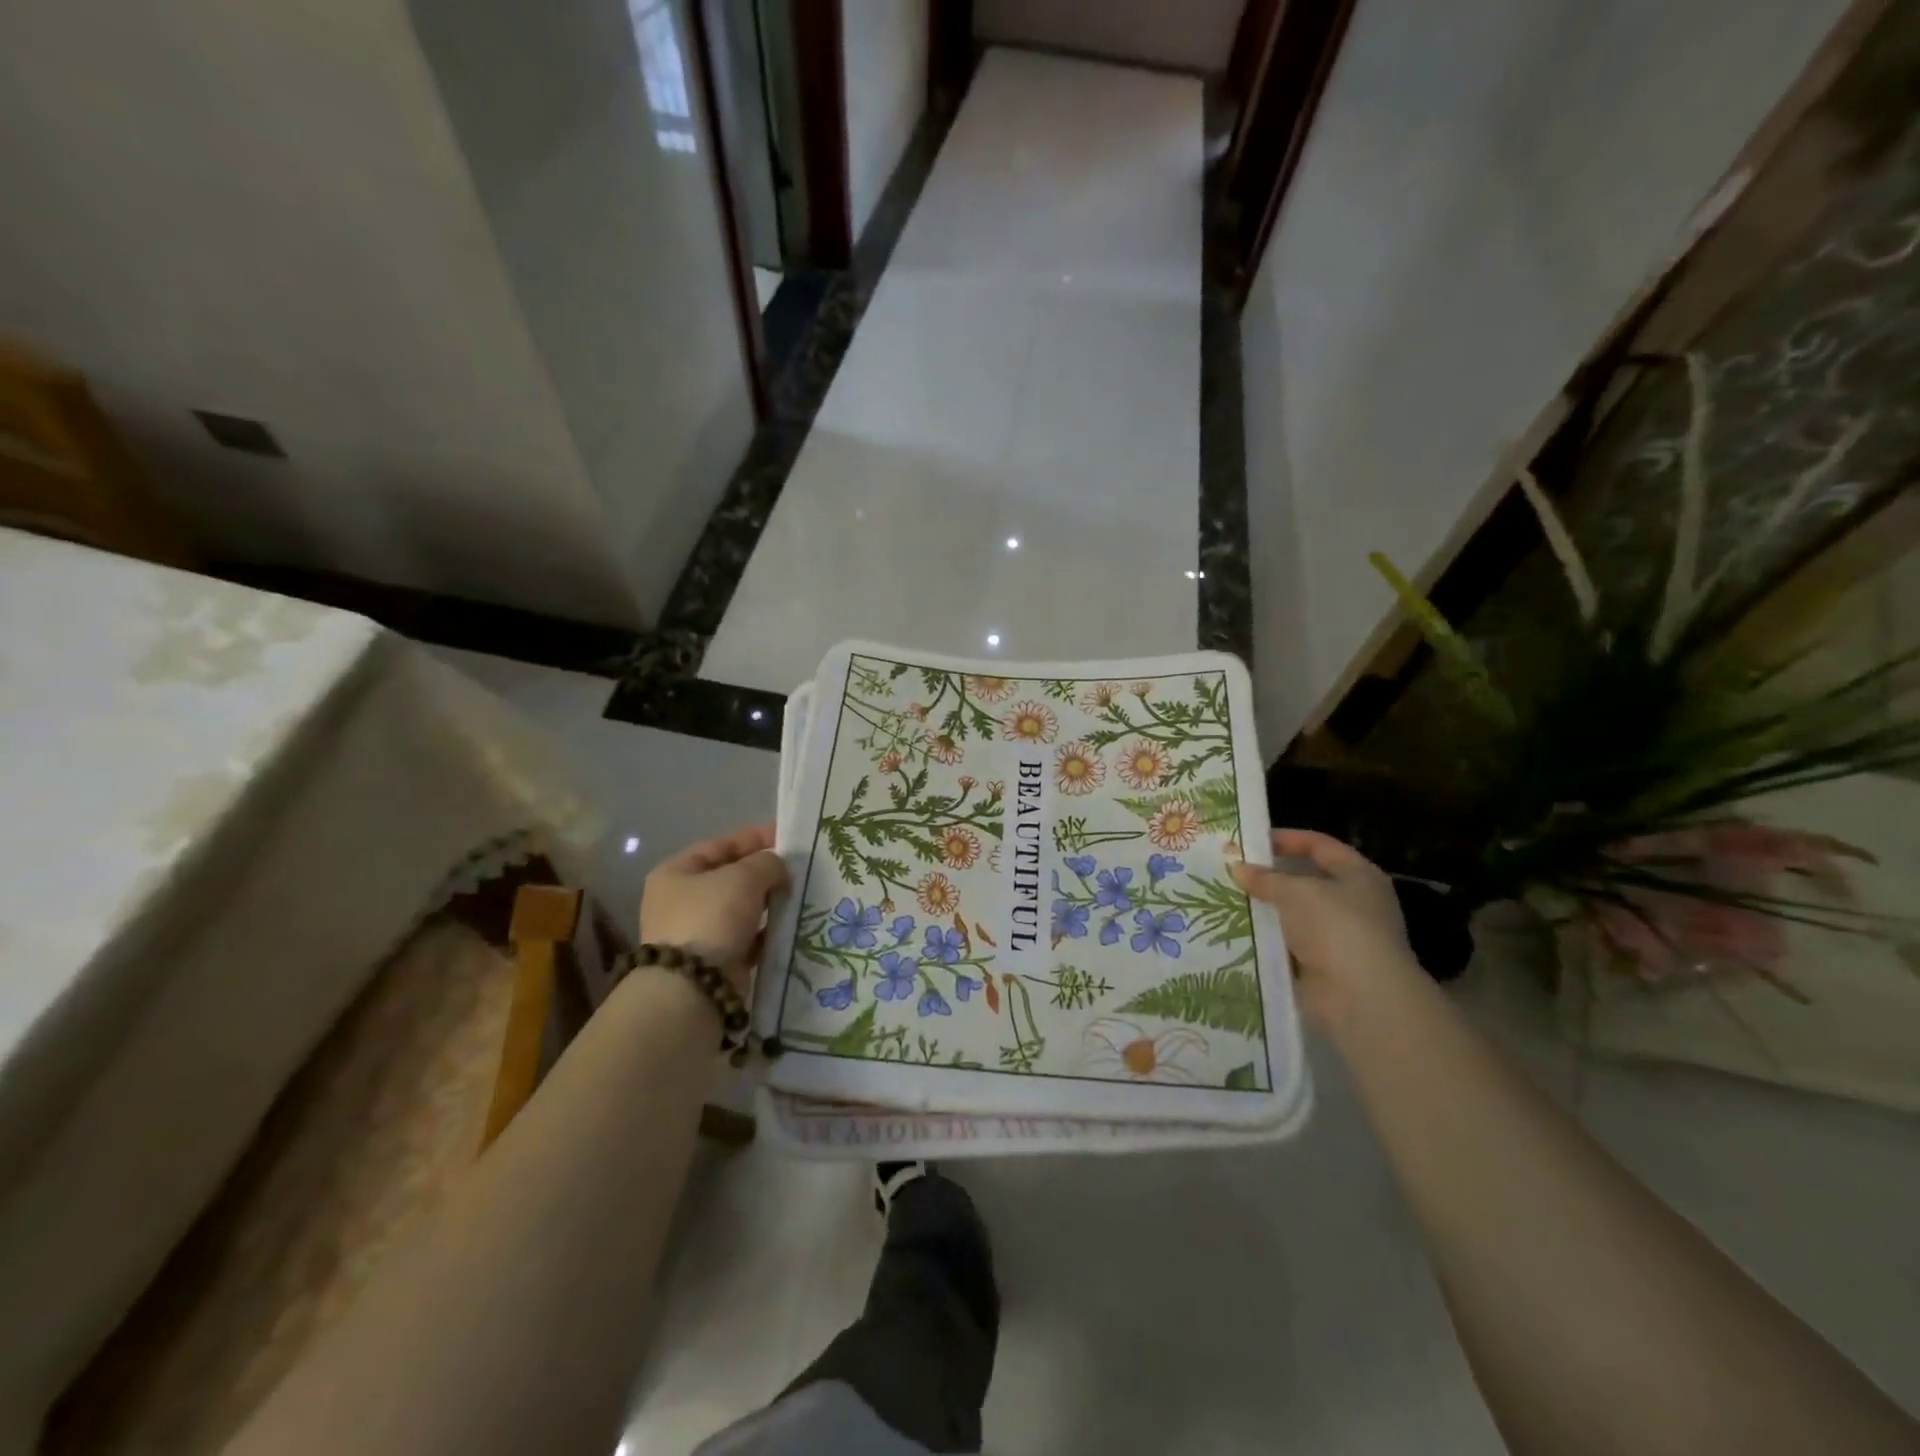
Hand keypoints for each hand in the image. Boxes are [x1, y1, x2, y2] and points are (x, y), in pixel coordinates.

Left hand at [639, 824, 788, 995]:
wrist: (694, 987)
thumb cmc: (712, 918)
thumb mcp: (743, 877)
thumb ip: (767, 863)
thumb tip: (778, 868)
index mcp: (677, 872)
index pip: (721, 845)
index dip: (755, 838)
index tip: (788, 837)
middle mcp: (683, 900)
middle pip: (732, 877)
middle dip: (766, 873)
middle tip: (801, 869)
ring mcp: (699, 933)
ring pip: (743, 909)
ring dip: (770, 903)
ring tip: (803, 896)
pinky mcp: (717, 960)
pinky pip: (749, 938)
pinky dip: (769, 932)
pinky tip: (794, 926)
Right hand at [1231, 829, 1418, 1027]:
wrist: (1361, 997)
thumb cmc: (1337, 928)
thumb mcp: (1297, 892)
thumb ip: (1266, 878)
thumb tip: (1238, 868)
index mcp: (1358, 876)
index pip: (1319, 845)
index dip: (1286, 839)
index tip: (1249, 840)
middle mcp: (1353, 903)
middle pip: (1305, 880)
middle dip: (1269, 877)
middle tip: (1231, 871)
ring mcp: (1338, 937)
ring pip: (1293, 915)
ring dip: (1265, 910)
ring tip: (1226, 899)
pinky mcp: (1322, 966)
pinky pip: (1288, 945)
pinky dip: (1267, 940)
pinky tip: (1237, 932)